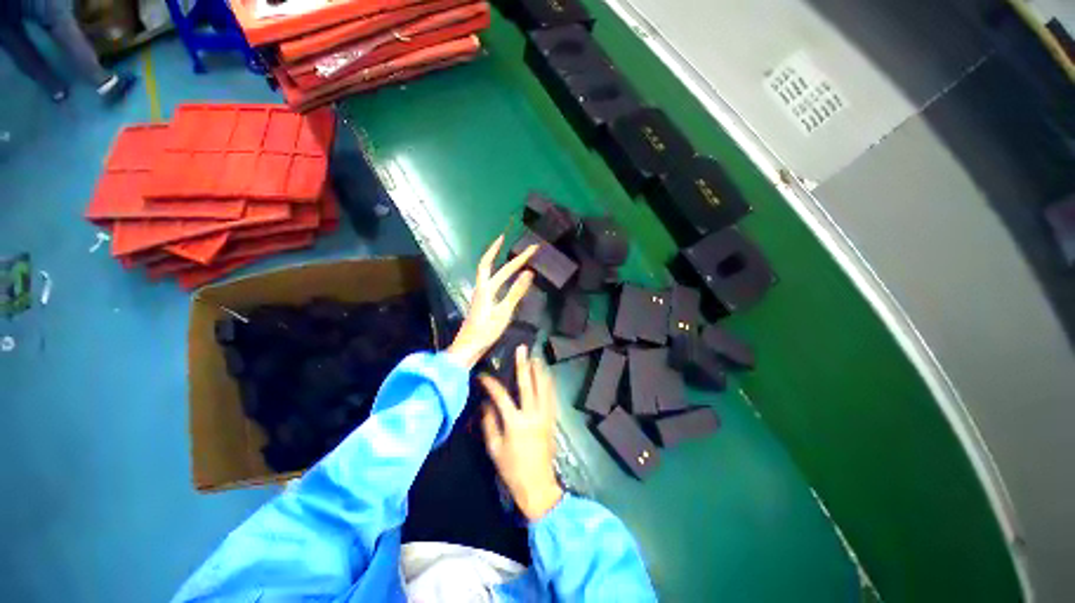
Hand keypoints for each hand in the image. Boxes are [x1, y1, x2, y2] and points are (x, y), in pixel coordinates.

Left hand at [446, 235, 537, 368]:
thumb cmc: (486, 331)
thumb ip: (516, 292)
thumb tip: (529, 272)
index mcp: (485, 289)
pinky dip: (500, 275)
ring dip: (500, 262)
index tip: (508, 238)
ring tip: (512, 257)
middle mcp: (481, 288)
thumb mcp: (504, 312)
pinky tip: (507, 279)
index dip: (499, 250)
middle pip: (491, 266)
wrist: (468, 347)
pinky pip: (492, 282)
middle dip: (504, 254)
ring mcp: (480, 296)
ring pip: (490, 274)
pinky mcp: (482, 303)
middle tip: (517, 245)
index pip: (496, 266)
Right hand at [479, 345, 563, 520]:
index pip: (501, 396)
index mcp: (515, 423)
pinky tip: (546, 376)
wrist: (538, 485)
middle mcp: (533, 414)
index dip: (491, 384)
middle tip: (522, 349)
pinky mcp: (552, 419)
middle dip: (524, 365)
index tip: (483, 375)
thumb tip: (486, 404)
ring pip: (544, 387)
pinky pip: (551, 396)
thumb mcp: (495, 449)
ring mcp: (545, 415)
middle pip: (528, 384)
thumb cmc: (512, 470)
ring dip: (539, 370)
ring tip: (535, 357)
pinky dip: (548, 383)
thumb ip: (490, 423)